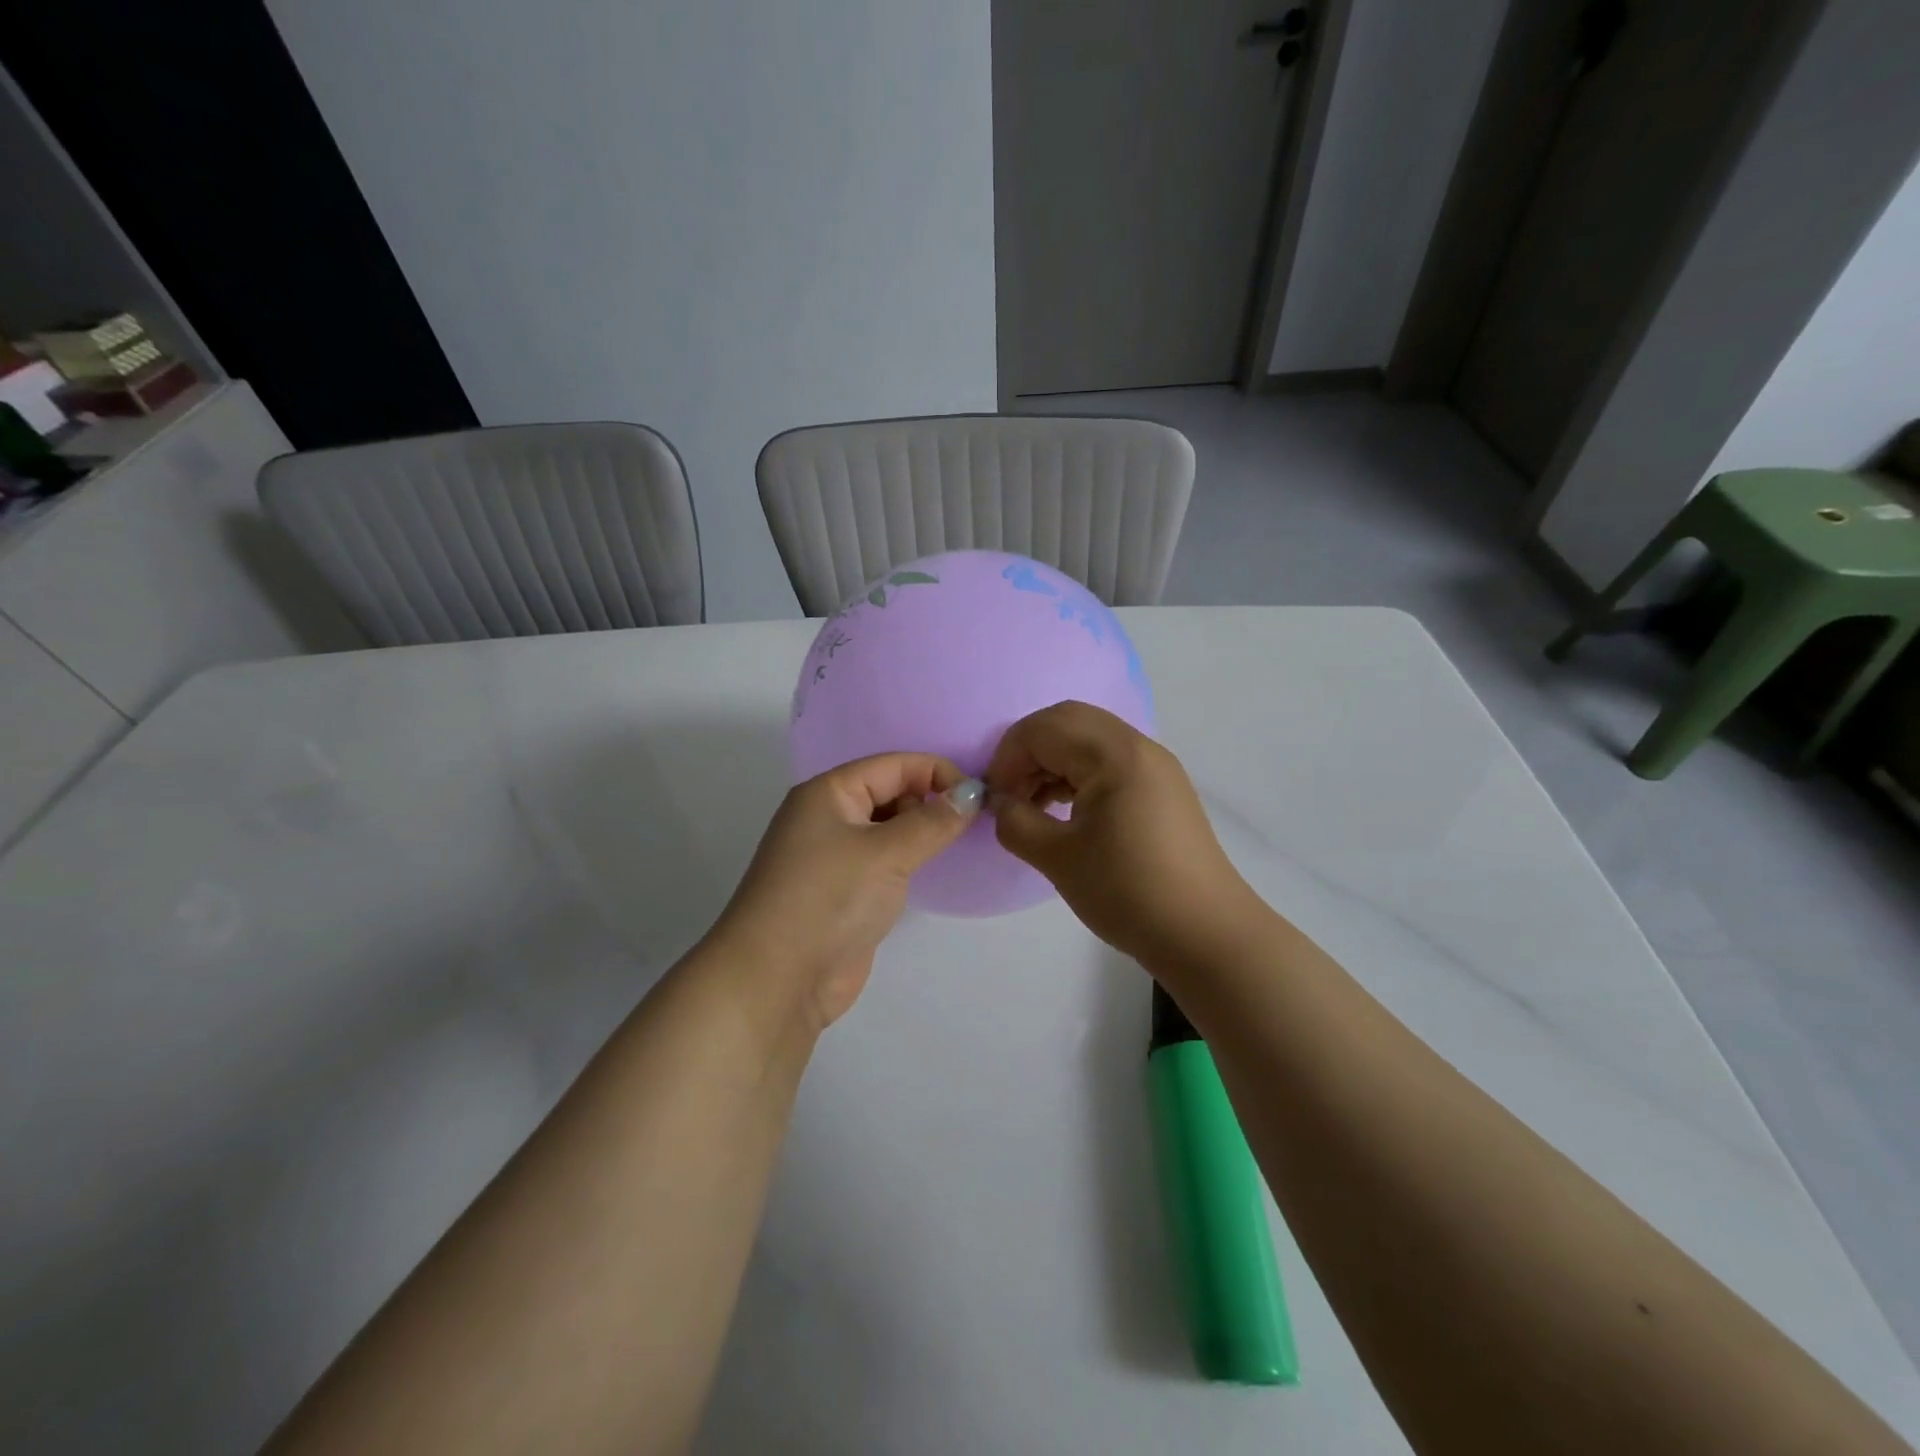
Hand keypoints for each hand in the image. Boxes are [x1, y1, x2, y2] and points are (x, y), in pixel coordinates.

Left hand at [710, 754, 980, 1032]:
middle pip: (890, 792)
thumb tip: (973, 794)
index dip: (937, 773)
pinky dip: (910, 861)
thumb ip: (934, 821)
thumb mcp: (887, 852)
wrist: (777, 981)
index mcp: (829, 793)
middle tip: (972, 825)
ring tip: (959, 845)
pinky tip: (932, 871)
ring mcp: (834, 857)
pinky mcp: (844, 892)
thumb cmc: (829, 899)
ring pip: (889, 828)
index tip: (980, 797)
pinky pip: (884, 861)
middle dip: (930, 802)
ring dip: (922, 833)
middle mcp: (828, 817)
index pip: (893, 765)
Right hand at [986, 702, 1256, 964]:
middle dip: (1029, 751)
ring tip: (1032, 806)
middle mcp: (1138, 747)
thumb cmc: (1127, 892)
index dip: (1007, 758)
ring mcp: (1155, 765)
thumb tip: (1000, 804)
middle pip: (1067, 722)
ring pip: (1088, 739)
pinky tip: (1064, 810)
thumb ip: (1016, 822)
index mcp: (1114, 755)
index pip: (1043, 729)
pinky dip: (1078, 774)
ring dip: (1053, 761)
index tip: (992, 799)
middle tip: (1010, 794)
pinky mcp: (1162, 787)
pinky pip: (1109, 761)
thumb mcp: (1058, 859)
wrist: (1204, 934)